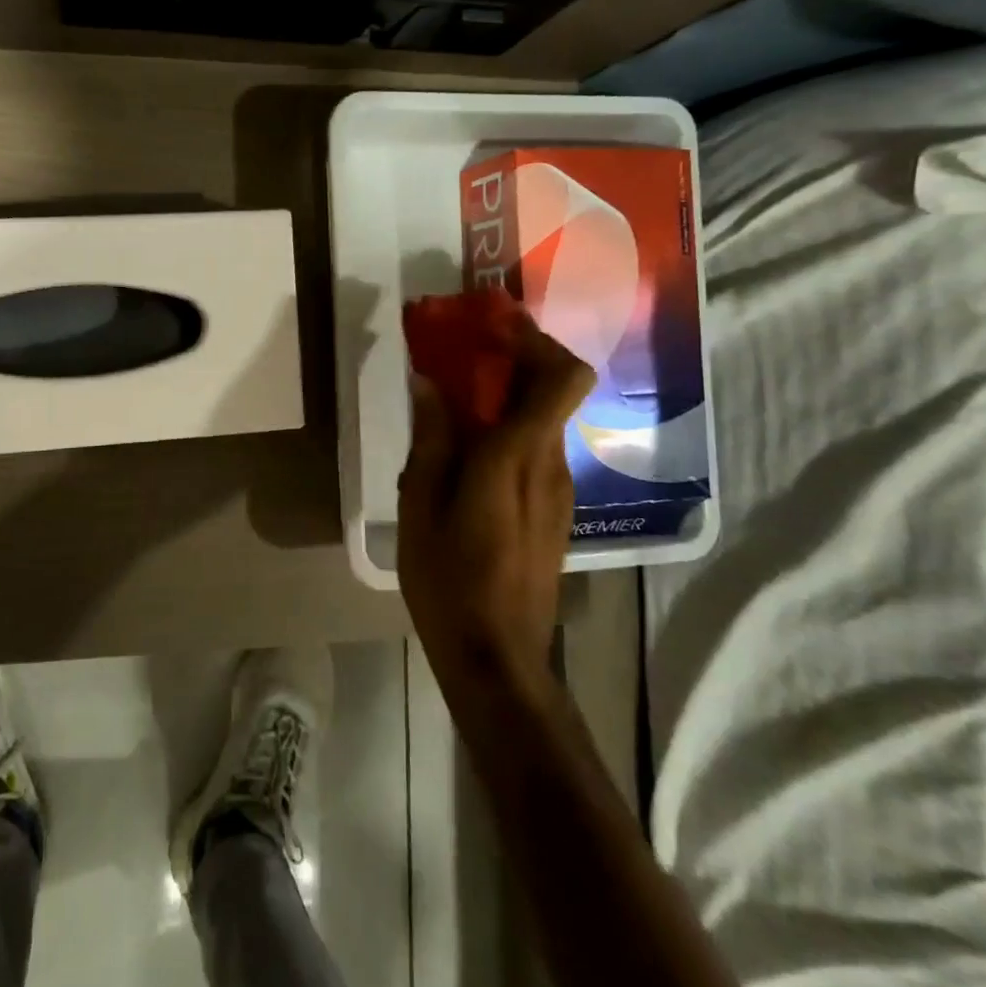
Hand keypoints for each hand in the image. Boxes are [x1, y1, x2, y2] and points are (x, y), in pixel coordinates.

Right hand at [396, 312, 593, 669]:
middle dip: (512, 359)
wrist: (497, 658)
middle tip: (459, 353)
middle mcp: (551, 464)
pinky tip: (465, 451)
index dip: (535, 341)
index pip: (564, 377)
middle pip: (554, 389)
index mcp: (518, 456)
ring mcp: (559, 490)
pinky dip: (507, 430)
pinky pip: (536, 450)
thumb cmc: (450, 580)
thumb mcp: (421, 505)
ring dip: (506, 395)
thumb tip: (429, 383)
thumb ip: (432, 439)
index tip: (491, 328)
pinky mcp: (554, 511)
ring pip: (543, 419)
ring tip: (451, 399)